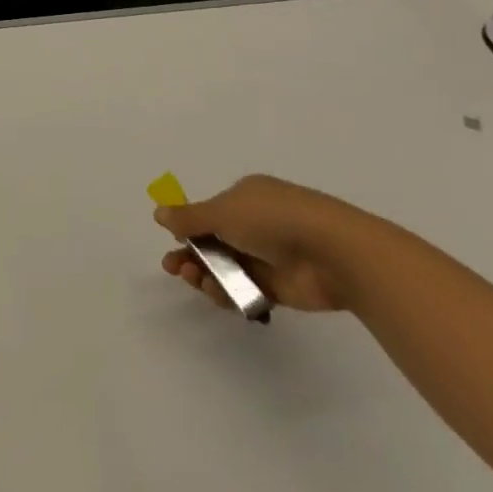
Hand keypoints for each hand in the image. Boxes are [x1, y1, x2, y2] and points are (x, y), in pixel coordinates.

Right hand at [156, 174, 370, 312]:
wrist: (333, 253)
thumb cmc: (273, 220)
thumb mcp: (222, 212)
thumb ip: (189, 218)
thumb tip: (159, 212)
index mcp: (246, 197)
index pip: (210, 212)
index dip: (189, 228)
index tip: (173, 243)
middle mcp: (256, 223)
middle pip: (214, 241)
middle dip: (192, 254)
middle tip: (174, 268)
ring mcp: (268, 255)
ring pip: (226, 267)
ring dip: (206, 274)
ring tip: (197, 281)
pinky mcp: (279, 286)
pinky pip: (244, 289)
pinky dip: (228, 292)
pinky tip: (218, 294)